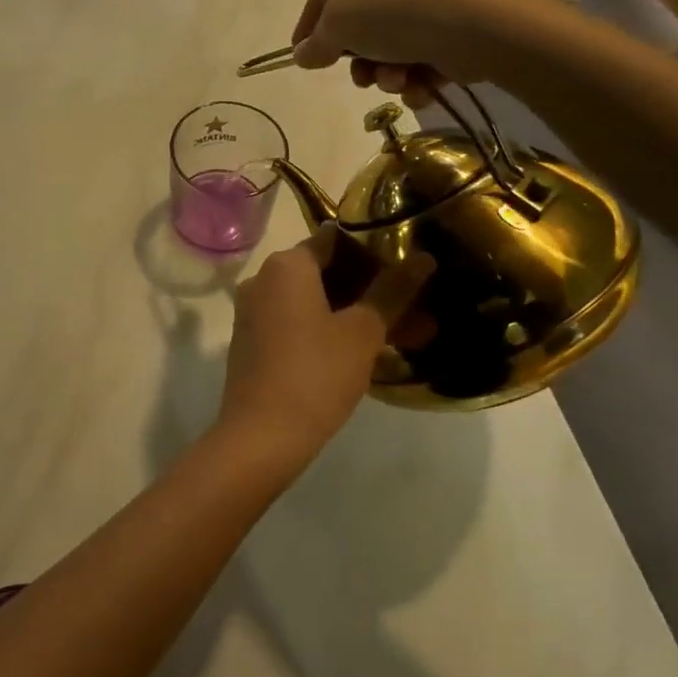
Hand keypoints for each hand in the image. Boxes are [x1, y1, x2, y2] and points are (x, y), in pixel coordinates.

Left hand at [217, 226, 434, 462]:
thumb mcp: (363, 332)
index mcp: (286, 265)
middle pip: (327, 272)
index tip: (408, 268)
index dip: (375, 250)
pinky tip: (367, 354)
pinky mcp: (254, 343)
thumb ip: (393, 291)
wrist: (261, 437)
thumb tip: (423, 257)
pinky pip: (299, 324)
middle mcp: (263, 279)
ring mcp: (254, 312)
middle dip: (373, 291)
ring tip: (407, 336)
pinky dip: (331, 331)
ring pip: (317, 302)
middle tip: (417, 309)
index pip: (336, 240)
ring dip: (358, 315)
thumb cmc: (316, 374)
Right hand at [291, 0, 522, 100]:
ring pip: (387, 45)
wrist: (483, 25)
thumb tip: (302, 54)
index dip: (307, 30)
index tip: (301, 60)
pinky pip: (417, 53)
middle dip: (359, 60)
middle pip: (357, 24)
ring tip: (400, 80)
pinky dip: (415, 75)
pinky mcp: (449, 21)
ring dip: (387, 73)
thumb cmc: (399, 12)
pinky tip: (422, 85)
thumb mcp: (342, 24)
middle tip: (363, 77)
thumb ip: (316, 41)